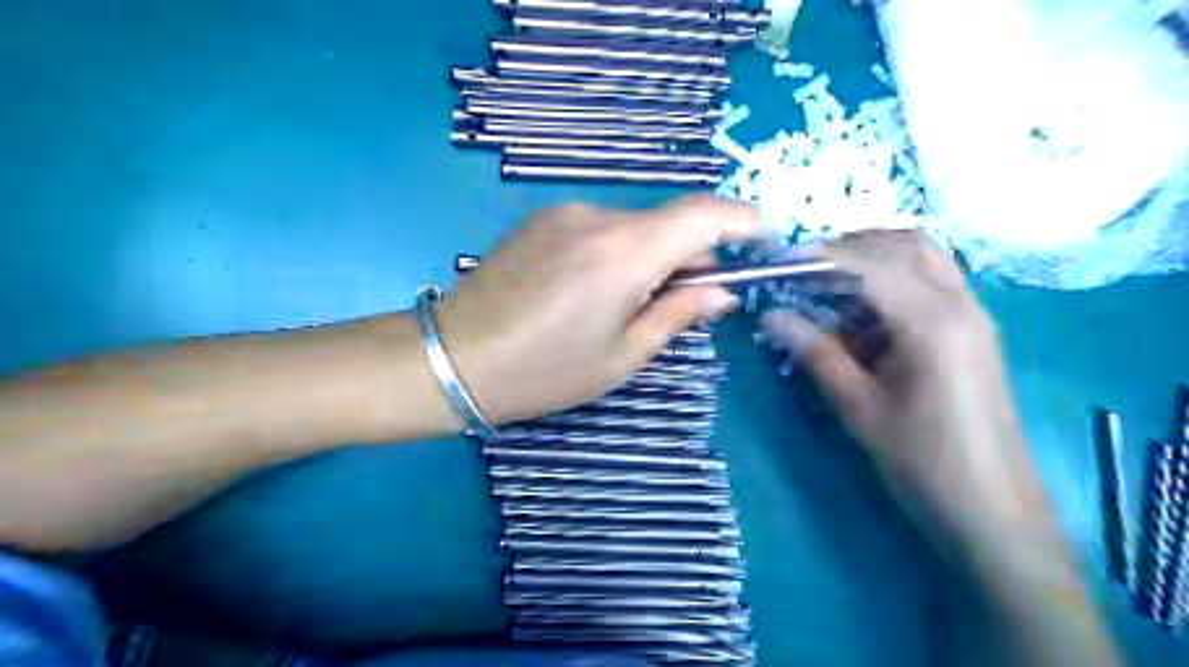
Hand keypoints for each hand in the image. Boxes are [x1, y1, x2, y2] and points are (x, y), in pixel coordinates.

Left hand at [434, 195, 760, 427]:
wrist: (453, 358)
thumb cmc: (544, 371)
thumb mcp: (622, 356)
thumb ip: (677, 314)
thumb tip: (721, 292)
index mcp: (625, 253)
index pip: (703, 213)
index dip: (741, 219)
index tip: (764, 236)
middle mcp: (597, 218)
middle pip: (667, 222)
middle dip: (690, 255)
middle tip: (688, 302)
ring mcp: (564, 214)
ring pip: (633, 227)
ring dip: (650, 256)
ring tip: (628, 305)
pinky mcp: (540, 221)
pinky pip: (599, 229)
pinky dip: (617, 252)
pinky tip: (591, 292)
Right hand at [761, 232, 1048, 548]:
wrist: (994, 512)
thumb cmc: (923, 462)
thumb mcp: (859, 408)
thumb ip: (816, 352)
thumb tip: (771, 316)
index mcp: (933, 322)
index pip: (871, 263)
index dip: (822, 256)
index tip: (780, 261)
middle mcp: (961, 305)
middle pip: (906, 244)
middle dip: (852, 248)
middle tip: (805, 272)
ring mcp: (973, 316)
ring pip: (923, 259)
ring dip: (874, 262)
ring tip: (828, 292)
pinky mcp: (973, 333)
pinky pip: (931, 284)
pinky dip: (893, 283)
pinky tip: (862, 317)